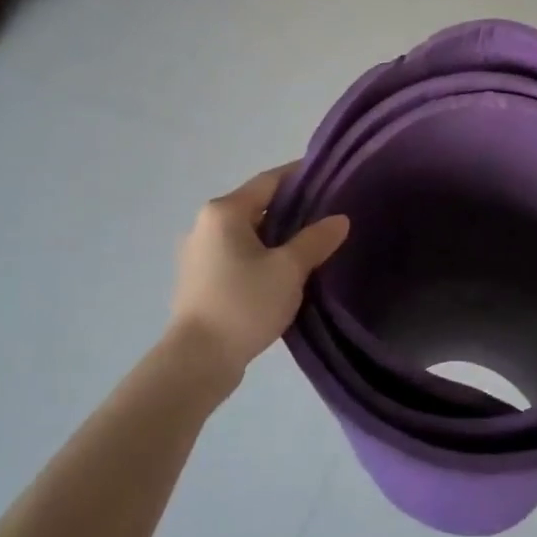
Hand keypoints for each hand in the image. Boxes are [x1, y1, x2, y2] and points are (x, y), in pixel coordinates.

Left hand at [169, 164, 349, 379]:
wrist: (198, 360)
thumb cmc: (244, 303)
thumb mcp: (289, 269)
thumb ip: (315, 240)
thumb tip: (339, 219)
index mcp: (224, 212)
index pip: (269, 180)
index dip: (301, 176)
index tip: (330, 178)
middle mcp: (205, 225)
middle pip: (257, 206)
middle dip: (292, 210)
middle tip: (328, 216)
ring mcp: (199, 254)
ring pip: (248, 234)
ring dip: (277, 237)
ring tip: (312, 246)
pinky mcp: (200, 281)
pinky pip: (238, 256)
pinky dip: (262, 256)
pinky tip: (285, 273)